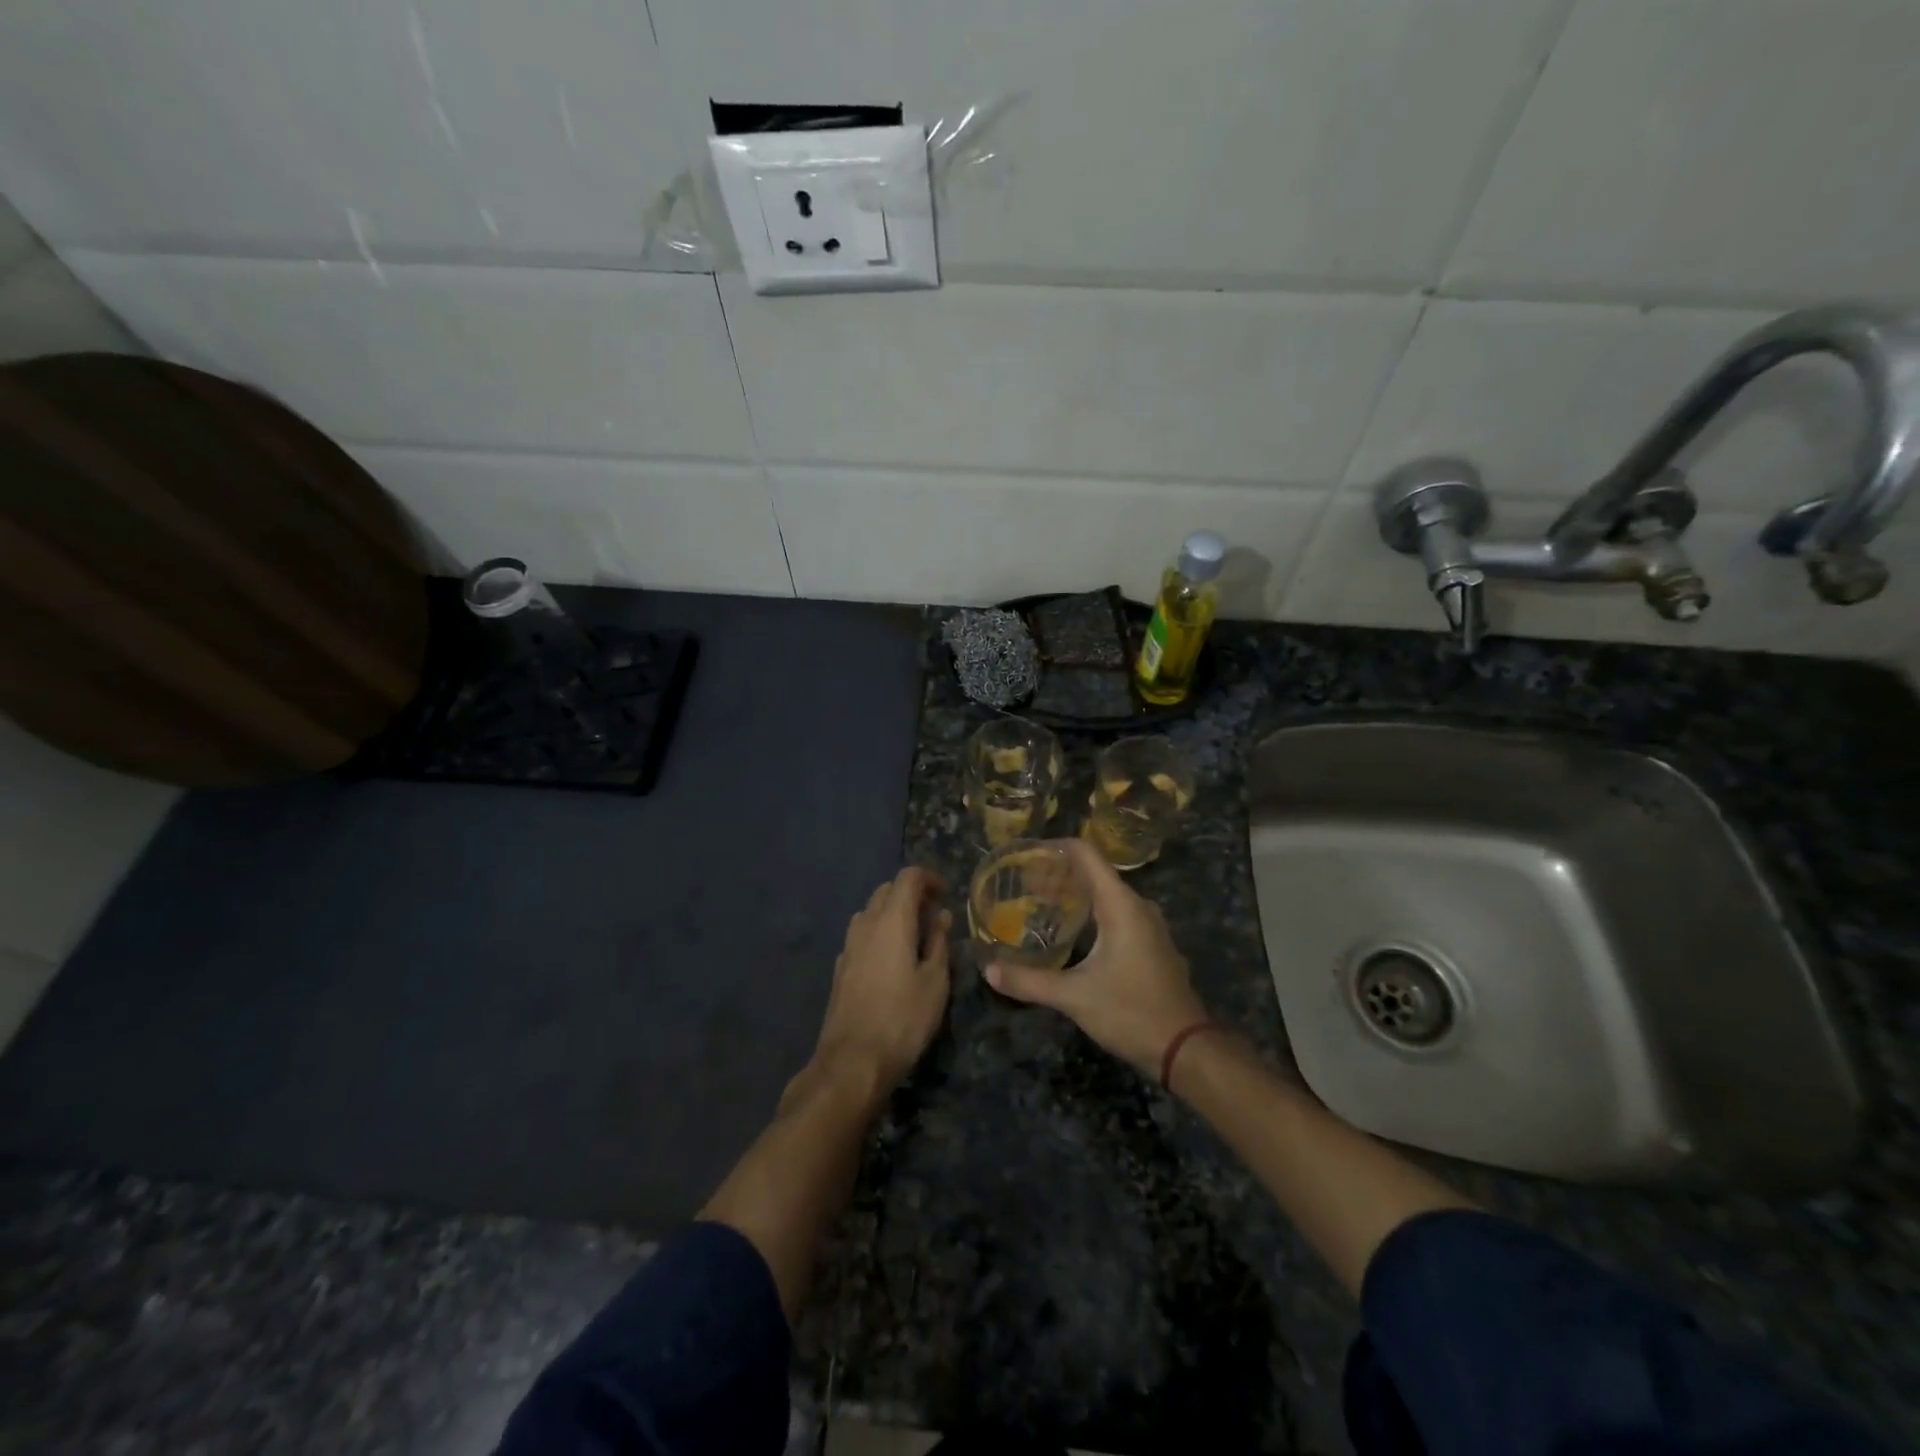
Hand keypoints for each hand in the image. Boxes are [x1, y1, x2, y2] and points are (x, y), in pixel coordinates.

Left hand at [812, 866, 951, 1091]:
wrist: (852, 1062)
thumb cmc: (903, 1019)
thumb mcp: (935, 981)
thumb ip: (938, 942)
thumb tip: (941, 916)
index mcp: (891, 921)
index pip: (908, 877)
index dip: (929, 878)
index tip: (946, 893)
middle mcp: (865, 925)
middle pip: (886, 891)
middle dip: (911, 894)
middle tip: (935, 915)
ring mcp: (848, 946)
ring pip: (870, 912)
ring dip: (893, 914)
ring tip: (916, 937)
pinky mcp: (840, 969)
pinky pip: (862, 936)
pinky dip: (880, 934)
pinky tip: (893, 961)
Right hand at [986, 838, 1207, 1078]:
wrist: (1185, 1049)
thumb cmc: (1131, 1012)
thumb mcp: (1074, 997)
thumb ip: (1029, 981)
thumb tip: (989, 971)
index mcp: (1121, 905)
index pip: (1086, 854)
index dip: (1055, 848)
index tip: (1026, 855)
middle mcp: (1138, 906)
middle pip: (1094, 873)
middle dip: (1058, 874)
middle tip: (1023, 884)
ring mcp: (1149, 925)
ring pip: (1107, 895)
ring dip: (1075, 894)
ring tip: (1041, 903)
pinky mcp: (1152, 944)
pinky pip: (1118, 913)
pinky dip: (1092, 912)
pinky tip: (1071, 931)